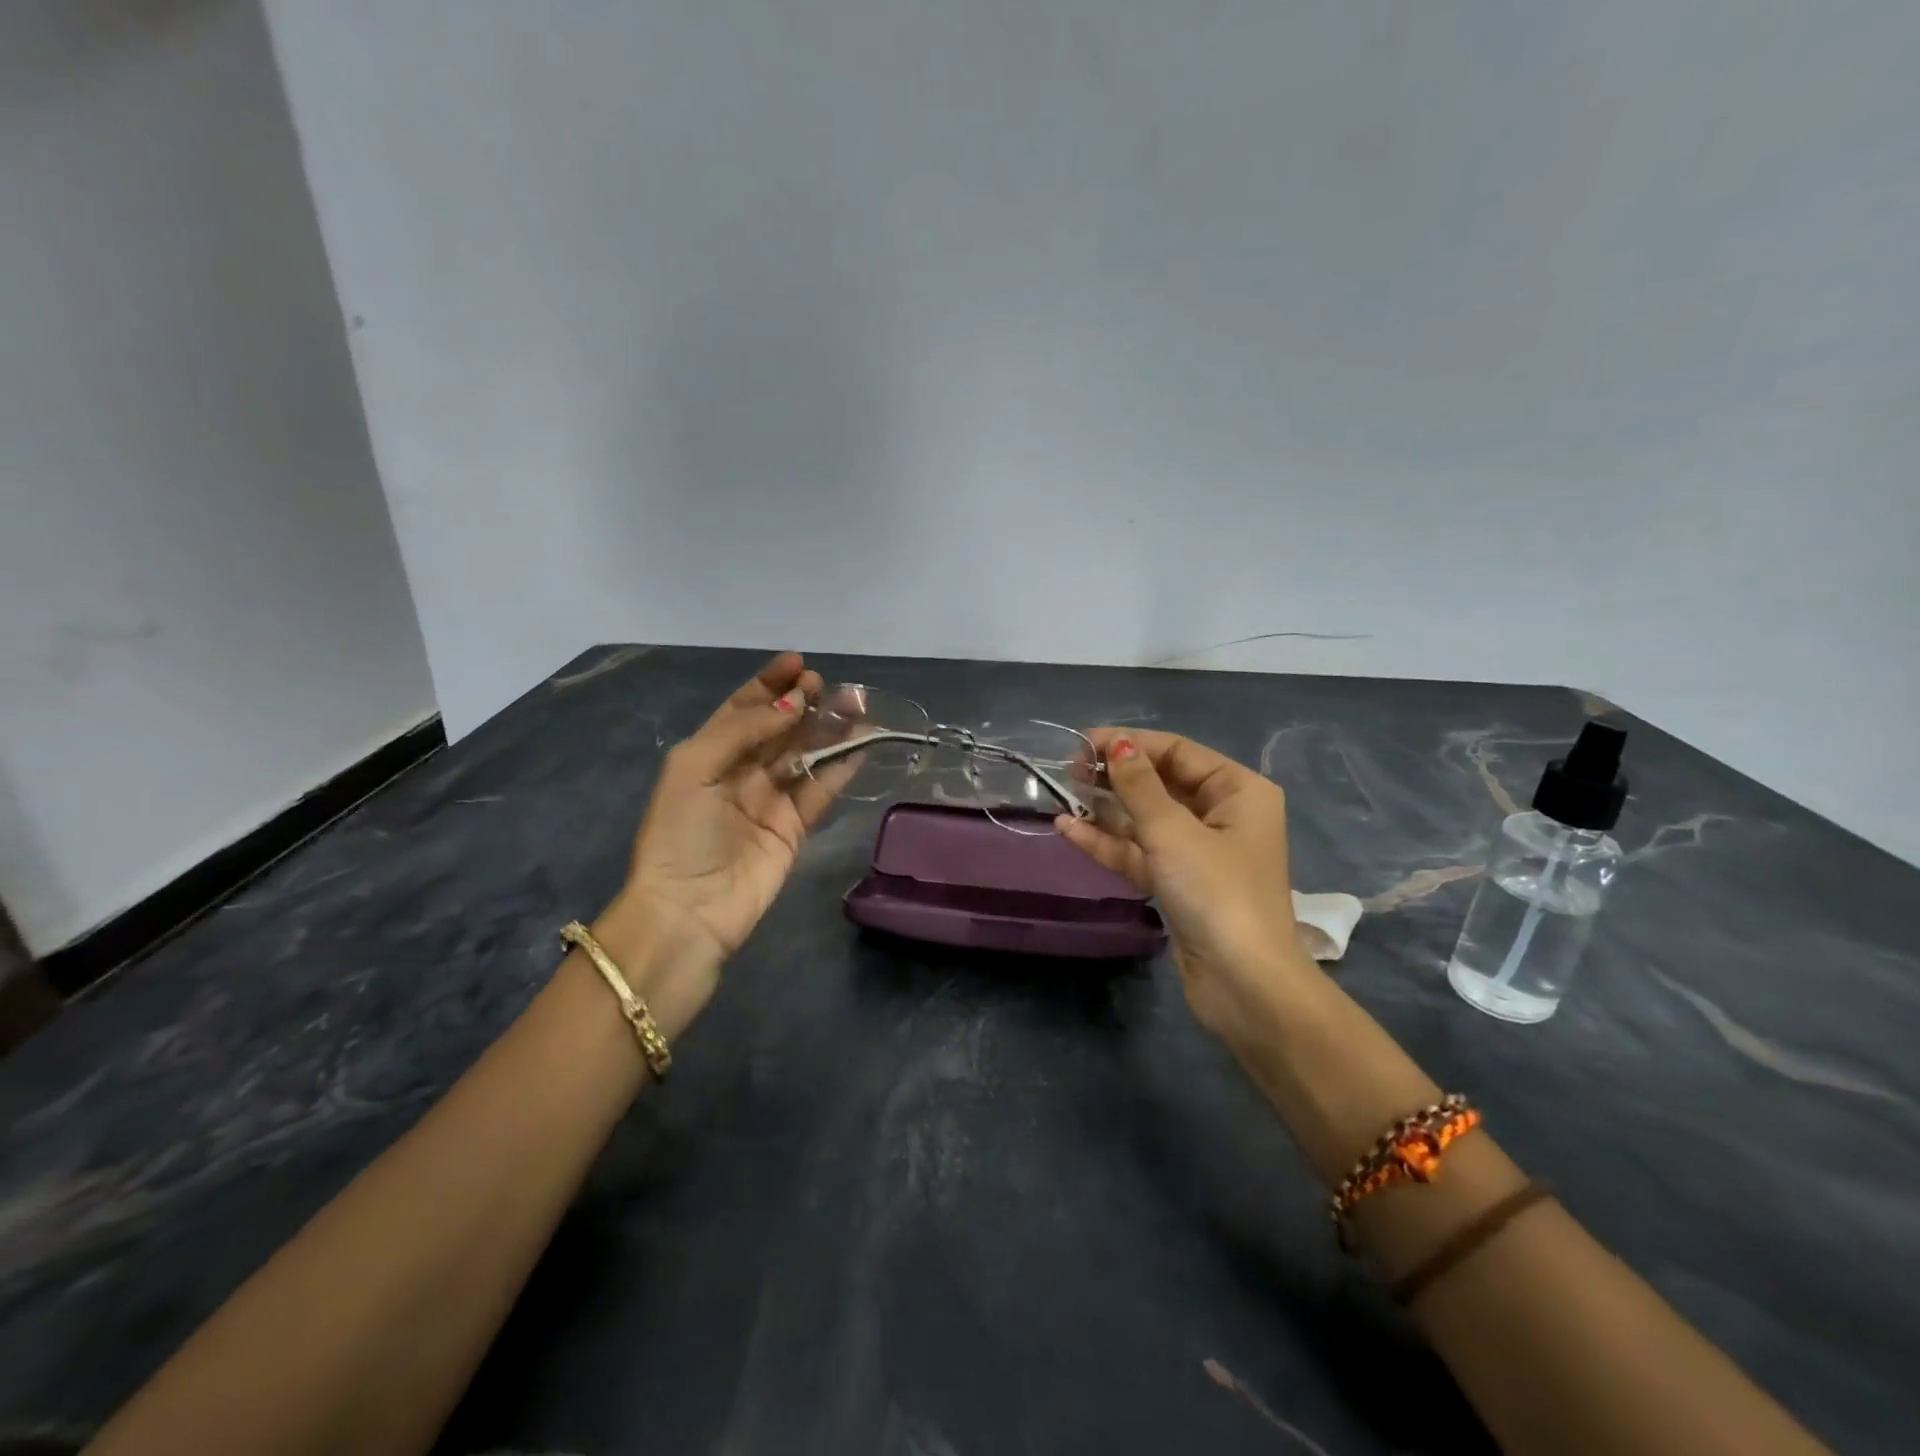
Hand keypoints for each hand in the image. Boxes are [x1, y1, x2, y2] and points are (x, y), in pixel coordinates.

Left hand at [597, 654, 842, 1031]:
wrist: (690, 909)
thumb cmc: (680, 832)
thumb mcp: (695, 767)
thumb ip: (744, 730)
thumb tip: (793, 705)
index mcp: (709, 753)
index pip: (743, 709)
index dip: (769, 684)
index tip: (798, 662)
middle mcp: (741, 771)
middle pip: (779, 728)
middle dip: (803, 701)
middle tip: (828, 685)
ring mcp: (770, 799)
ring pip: (806, 754)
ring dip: (828, 729)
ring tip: (855, 705)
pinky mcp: (795, 827)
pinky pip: (821, 789)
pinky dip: (841, 766)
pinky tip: (859, 744)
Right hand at [1058, 729, 1317, 1044]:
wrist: (1243, 984)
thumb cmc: (1216, 893)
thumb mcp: (1173, 832)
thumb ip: (1139, 786)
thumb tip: (1117, 744)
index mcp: (1238, 791)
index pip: (1177, 752)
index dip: (1130, 744)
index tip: (1083, 744)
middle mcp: (1223, 815)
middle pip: (1161, 783)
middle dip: (1116, 776)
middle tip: (1069, 770)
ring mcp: (1200, 852)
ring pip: (1146, 819)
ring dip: (1106, 809)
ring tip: (1062, 794)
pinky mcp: (1180, 884)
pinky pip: (1141, 851)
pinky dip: (1109, 842)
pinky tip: (1069, 829)